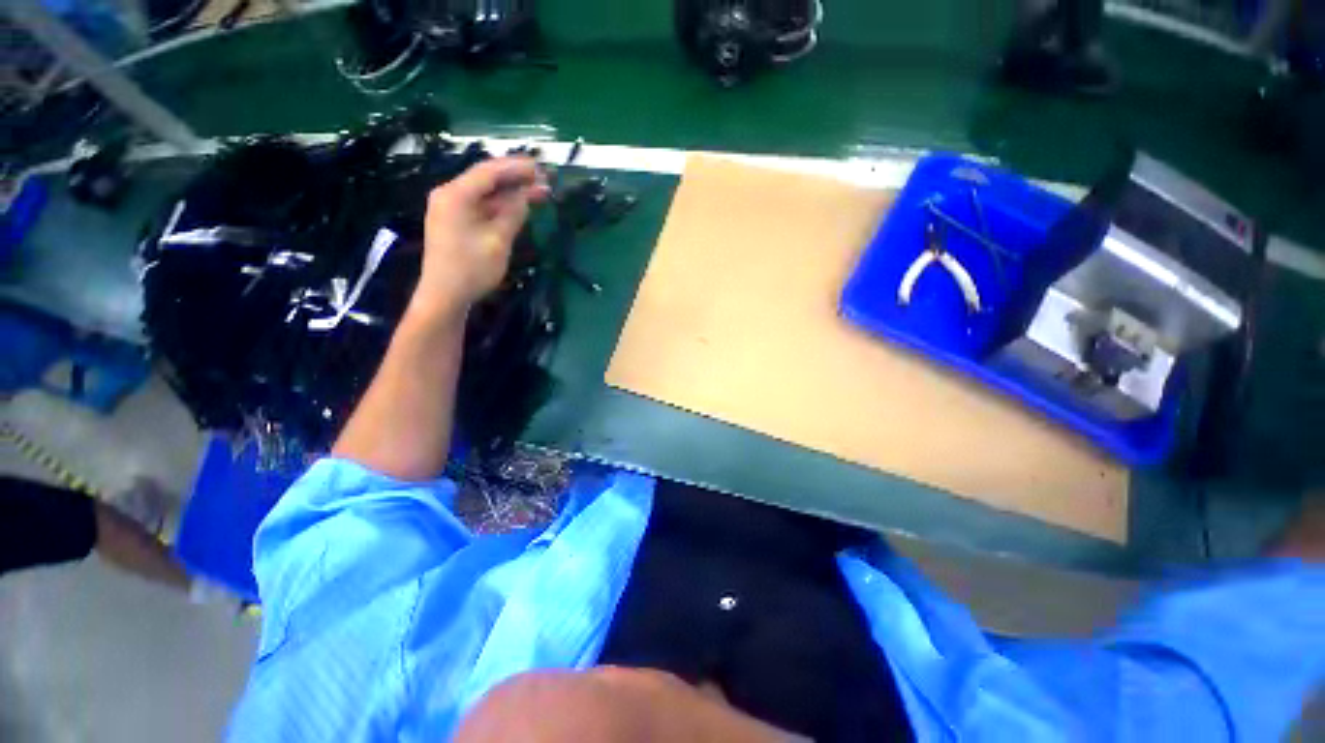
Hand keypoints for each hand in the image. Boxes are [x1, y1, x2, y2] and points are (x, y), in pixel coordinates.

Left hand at [411, 157, 548, 323]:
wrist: (445, 295)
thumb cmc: (471, 268)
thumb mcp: (498, 241)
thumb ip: (512, 214)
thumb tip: (525, 197)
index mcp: (456, 195)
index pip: (488, 172)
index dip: (516, 167)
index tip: (540, 167)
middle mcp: (450, 195)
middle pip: (486, 180)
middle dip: (515, 179)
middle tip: (543, 179)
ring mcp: (452, 209)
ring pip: (486, 194)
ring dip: (511, 193)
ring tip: (539, 192)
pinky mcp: (457, 223)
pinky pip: (482, 207)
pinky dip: (501, 206)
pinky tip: (519, 207)